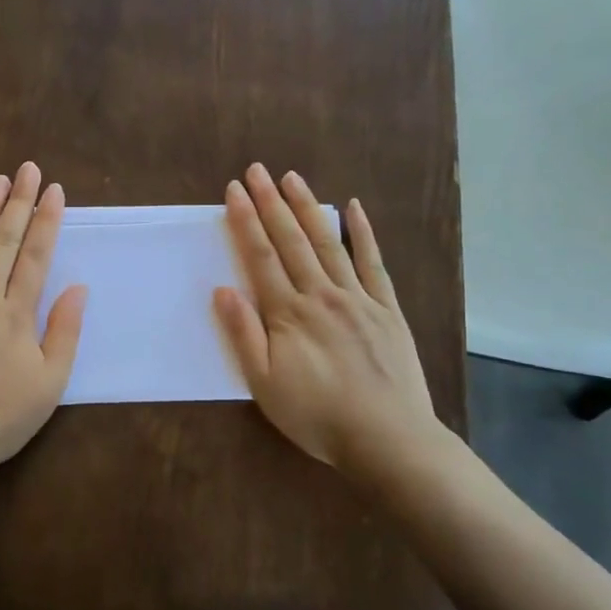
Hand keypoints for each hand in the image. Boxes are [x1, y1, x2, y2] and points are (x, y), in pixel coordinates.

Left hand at [0, 162, 87, 478]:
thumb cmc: (0, 418)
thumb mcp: (49, 383)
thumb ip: (64, 331)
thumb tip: (78, 287)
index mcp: (15, 314)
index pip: (35, 256)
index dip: (46, 221)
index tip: (53, 190)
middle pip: (4, 242)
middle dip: (19, 202)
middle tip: (27, 169)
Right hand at [213, 163, 449, 475]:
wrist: (388, 439)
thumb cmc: (317, 416)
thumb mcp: (265, 384)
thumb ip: (244, 335)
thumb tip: (223, 290)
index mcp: (289, 314)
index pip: (261, 257)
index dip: (246, 221)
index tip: (235, 190)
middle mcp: (321, 295)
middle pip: (292, 241)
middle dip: (271, 203)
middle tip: (257, 170)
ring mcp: (358, 298)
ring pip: (328, 243)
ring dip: (308, 208)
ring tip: (292, 178)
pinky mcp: (387, 308)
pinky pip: (373, 263)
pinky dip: (362, 233)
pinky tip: (353, 208)